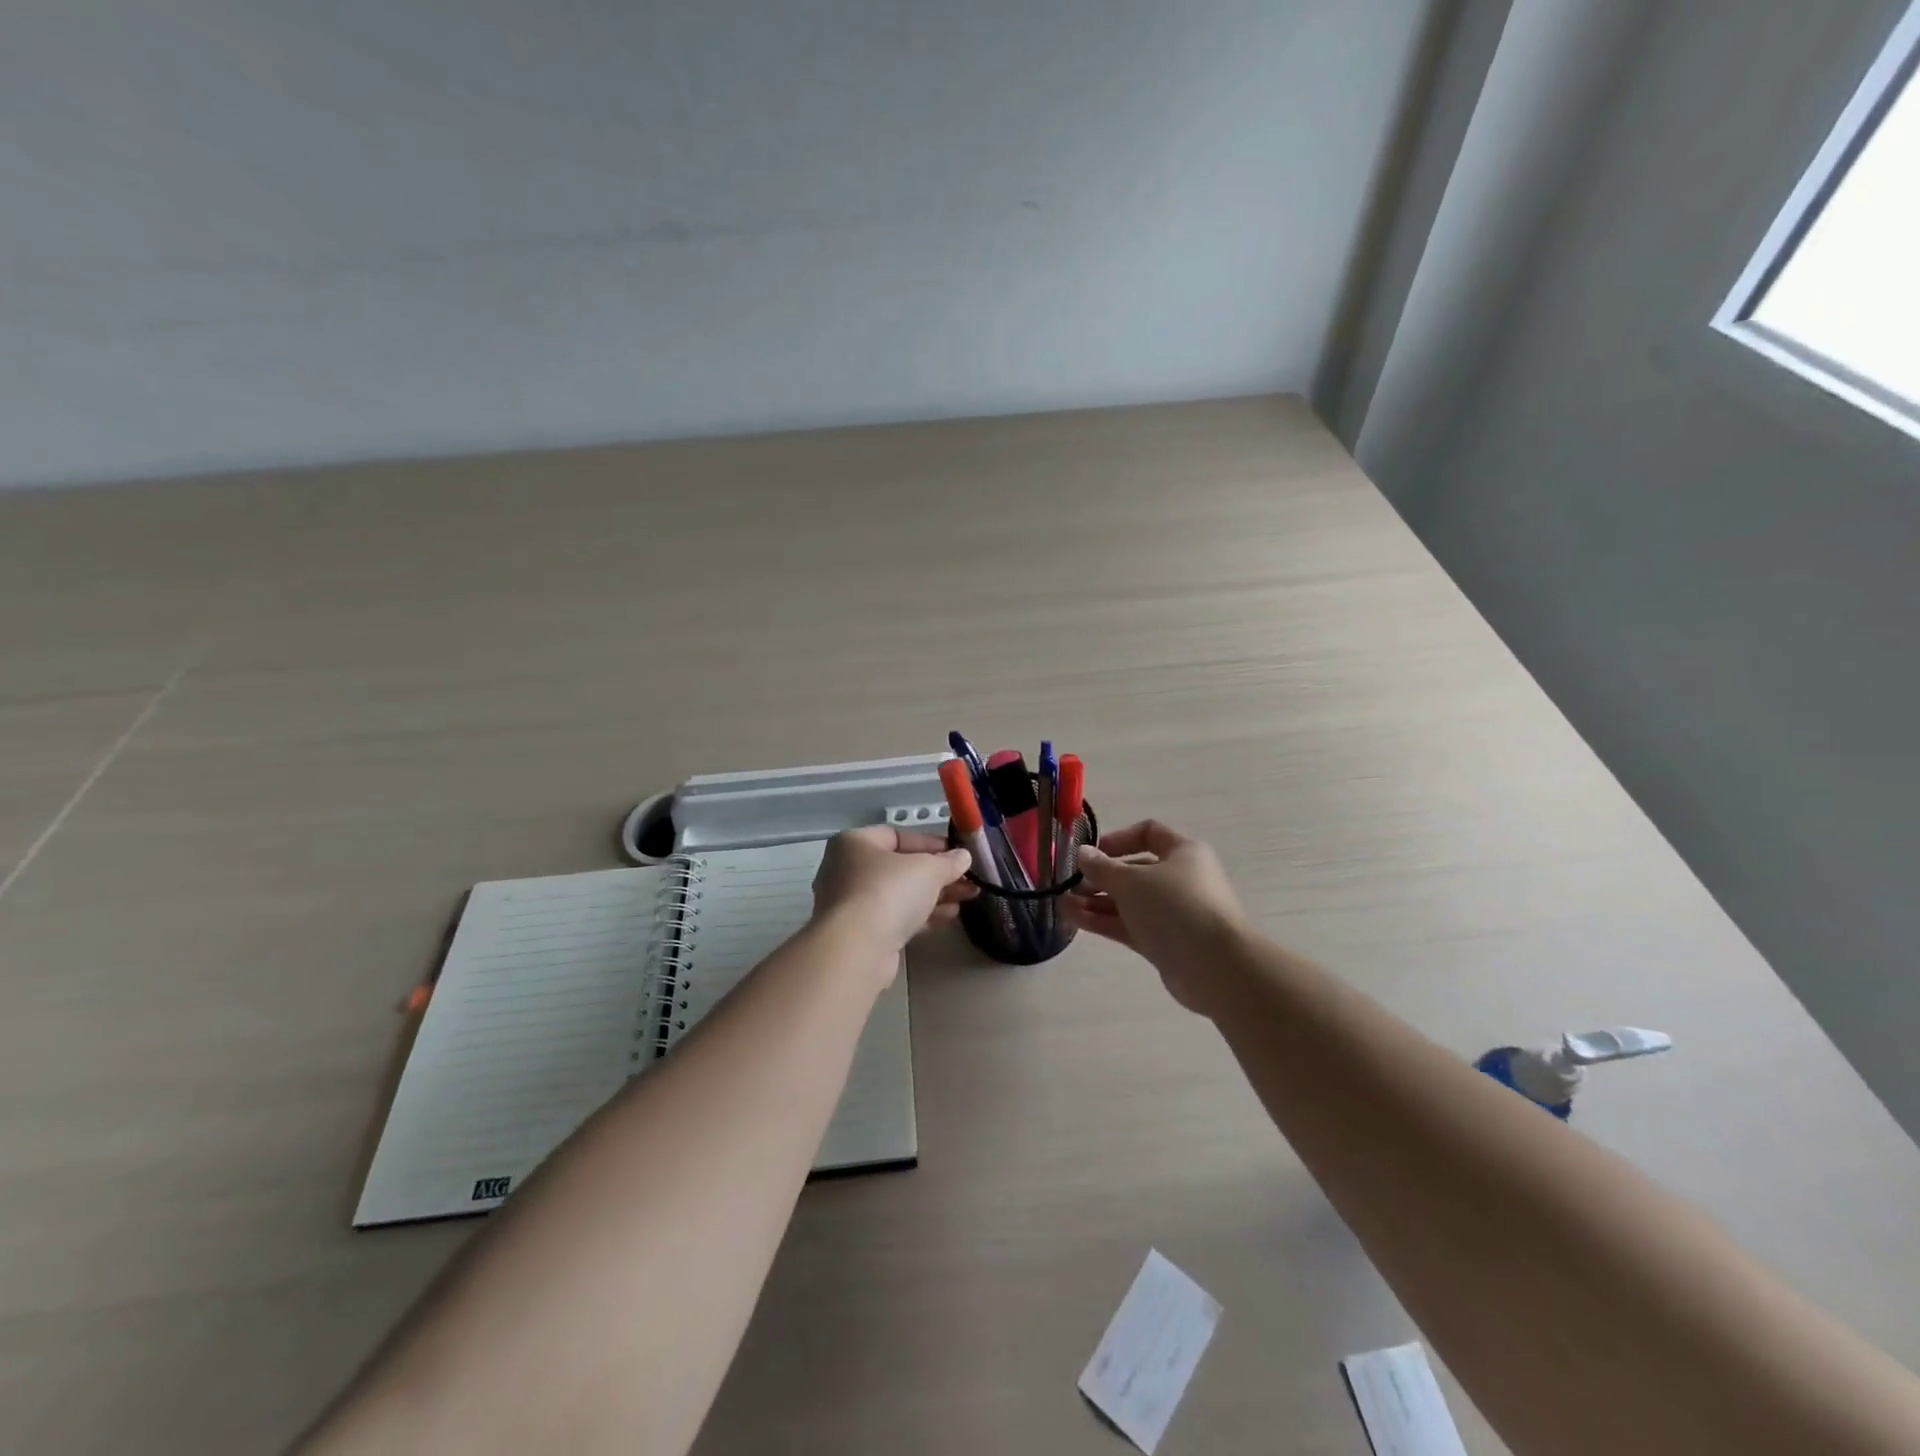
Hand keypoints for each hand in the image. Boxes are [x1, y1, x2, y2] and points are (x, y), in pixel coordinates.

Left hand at [811, 827, 976, 964]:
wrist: (857, 949)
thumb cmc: (888, 892)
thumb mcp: (928, 869)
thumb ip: (948, 861)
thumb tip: (962, 857)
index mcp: (854, 843)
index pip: (897, 836)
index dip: (930, 843)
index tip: (957, 853)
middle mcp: (846, 870)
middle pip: (900, 867)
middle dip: (937, 873)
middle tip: (968, 879)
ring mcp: (851, 904)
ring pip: (900, 894)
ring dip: (934, 895)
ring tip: (968, 896)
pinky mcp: (860, 934)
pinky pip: (896, 917)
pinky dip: (922, 915)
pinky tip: (950, 916)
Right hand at [1062, 820, 1250, 1013]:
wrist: (1215, 966)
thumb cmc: (1175, 907)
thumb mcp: (1131, 881)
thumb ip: (1102, 867)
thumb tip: (1082, 853)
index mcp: (1183, 853)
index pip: (1149, 833)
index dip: (1118, 839)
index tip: (1092, 853)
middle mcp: (1180, 879)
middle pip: (1135, 871)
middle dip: (1100, 877)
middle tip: (1071, 885)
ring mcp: (1174, 913)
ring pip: (1129, 902)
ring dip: (1096, 901)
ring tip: (1062, 904)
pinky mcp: (1166, 942)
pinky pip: (1130, 925)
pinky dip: (1104, 921)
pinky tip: (1074, 919)